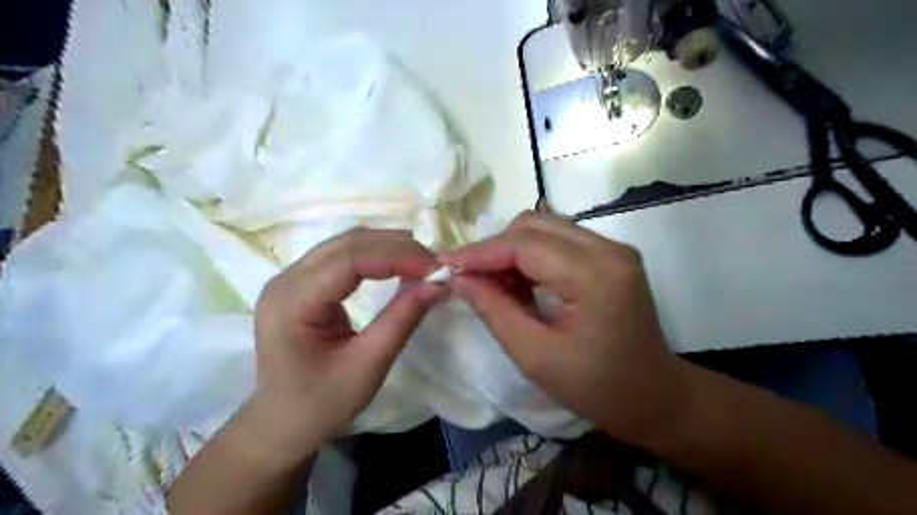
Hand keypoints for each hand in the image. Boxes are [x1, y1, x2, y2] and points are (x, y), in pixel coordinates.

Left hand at [255, 227, 444, 440]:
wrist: (283, 421)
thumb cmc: (322, 403)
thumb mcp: (368, 366)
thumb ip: (402, 320)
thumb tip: (438, 284)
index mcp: (292, 303)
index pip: (347, 261)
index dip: (395, 256)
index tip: (434, 267)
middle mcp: (285, 280)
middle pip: (345, 244)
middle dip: (395, 247)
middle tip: (433, 263)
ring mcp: (290, 278)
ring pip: (344, 244)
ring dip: (386, 246)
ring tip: (421, 260)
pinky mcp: (301, 283)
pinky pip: (341, 256)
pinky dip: (373, 254)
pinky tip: (396, 261)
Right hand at [440, 211, 682, 443]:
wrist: (654, 397)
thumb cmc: (597, 388)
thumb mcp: (536, 357)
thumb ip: (494, 311)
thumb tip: (458, 279)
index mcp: (595, 275)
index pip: (524, 244)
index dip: (480, 252)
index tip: (444, 265)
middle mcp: (608, 249)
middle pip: (533, 225)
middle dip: (495, 249)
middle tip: (471, 281)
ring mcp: (612, 248)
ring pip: (543, 228)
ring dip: (511, 252)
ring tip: (494, 287)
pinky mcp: (609, 255)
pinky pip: (557, 241)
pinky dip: (530, 257)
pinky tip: (520, 284)